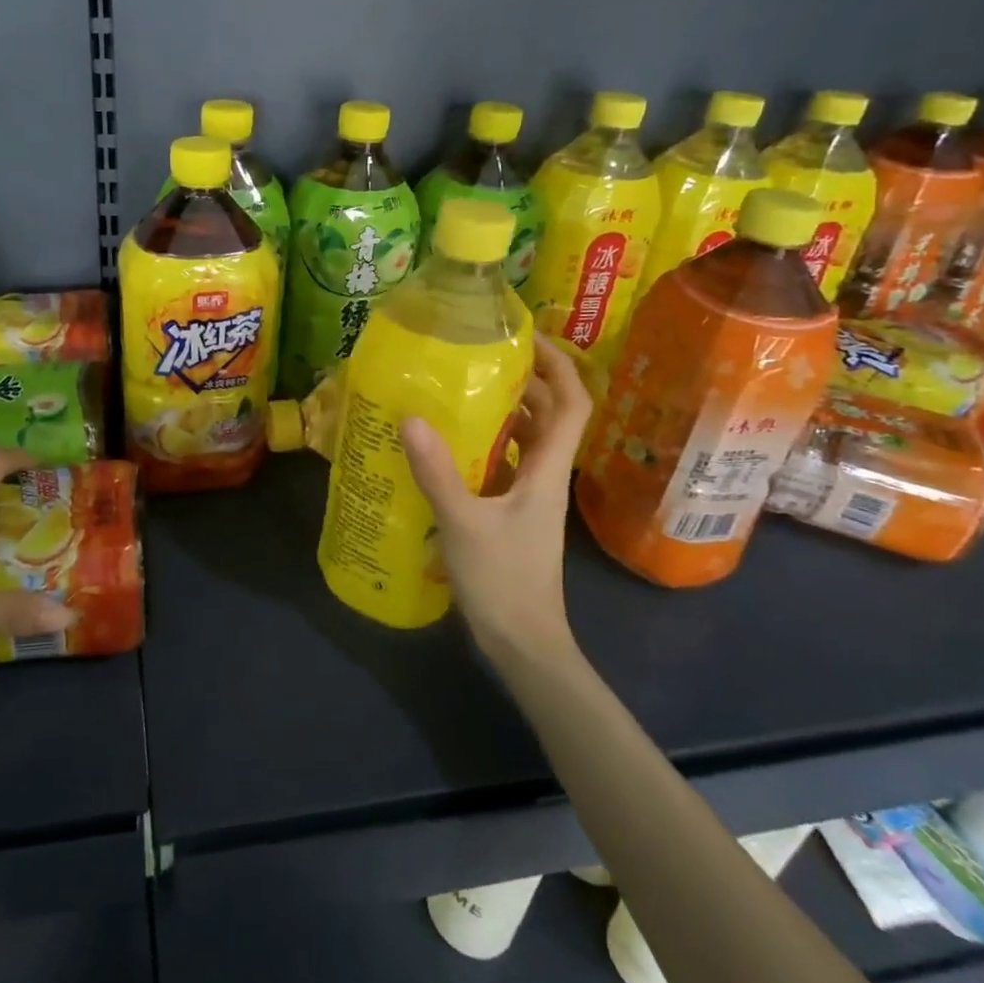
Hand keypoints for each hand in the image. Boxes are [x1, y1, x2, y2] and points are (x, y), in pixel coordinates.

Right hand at [401, 334, 591, 657]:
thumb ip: (437, 471)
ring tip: (459, 390)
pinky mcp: (509, 514)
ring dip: (503, 412)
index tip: (528, 338)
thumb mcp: (463, 523)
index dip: (560, 366)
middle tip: (480, 357)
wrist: (523, 644)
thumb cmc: (504, 582)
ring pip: (525, 440)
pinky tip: (445, 445)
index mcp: (546, 471)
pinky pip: (502, 465)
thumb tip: (410, 417)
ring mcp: (528, 497)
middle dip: (526, 380)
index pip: (573, 404)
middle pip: (550, 415)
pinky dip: (483, 446)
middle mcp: (544, 476)